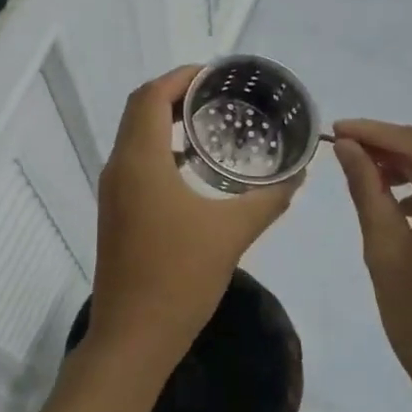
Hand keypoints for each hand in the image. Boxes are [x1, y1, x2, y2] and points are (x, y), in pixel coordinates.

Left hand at [89, 67, 299, 367]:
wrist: (134, 337)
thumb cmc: (180, 278)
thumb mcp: (232, 233)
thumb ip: (268, 199)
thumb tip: (299, 174)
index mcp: (139, 161)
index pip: (150, 96)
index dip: (180, 77)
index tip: (216, 74)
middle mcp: (118, 168)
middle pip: (138, 110)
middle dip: (175, 94)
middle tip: (219, 94)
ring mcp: (113, 192)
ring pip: (134, 136)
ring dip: (165, 120)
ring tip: (211, 122)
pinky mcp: (116, 212)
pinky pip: (136, 161)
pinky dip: (160, 148)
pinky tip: (195, 167)